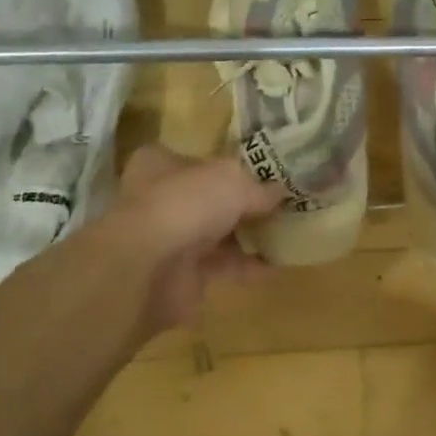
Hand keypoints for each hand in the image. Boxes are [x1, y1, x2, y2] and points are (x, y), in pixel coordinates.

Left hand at [109, 145, 283, 334]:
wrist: (147, 269)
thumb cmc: (185, 204)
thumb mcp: (233, 181)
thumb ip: (259, 187)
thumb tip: (282, 190)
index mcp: (160, 165)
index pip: (197, 160)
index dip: (228, 165)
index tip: (263, 173)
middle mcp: (161, 199)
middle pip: (209, 199)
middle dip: (243, 204)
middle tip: (282, 204)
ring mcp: (169, 240)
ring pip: (216, 234)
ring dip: (249, 236)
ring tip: (288, 233)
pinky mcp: (181, 276)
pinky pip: (222, 267)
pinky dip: (249, 267)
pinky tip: (279, 265)